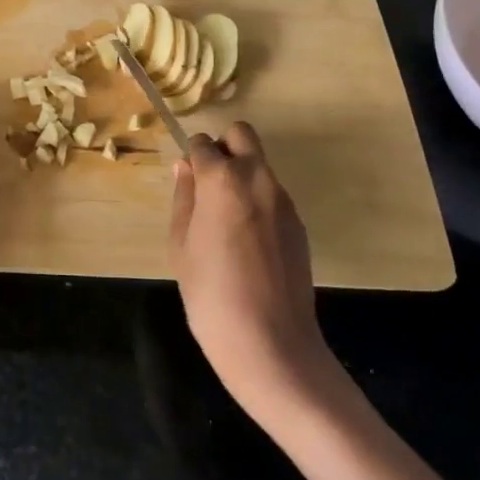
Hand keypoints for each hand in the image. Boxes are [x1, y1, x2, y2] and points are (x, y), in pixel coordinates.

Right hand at [169, 122, 334, 425]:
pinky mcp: (298, 224)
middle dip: (223, 149)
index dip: (191, 159)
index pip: (203, 144)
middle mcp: (257, 178)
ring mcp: (283, 201)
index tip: (186, 184)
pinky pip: (272, 195)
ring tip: (225, 223)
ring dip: (241, 176)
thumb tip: (185, 168)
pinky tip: (247, 244)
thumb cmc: (211, 295)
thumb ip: (184, 198)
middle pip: (241, 135)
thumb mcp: (181, 245)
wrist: (271, 344)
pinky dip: (257, 202)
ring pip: (259, 166)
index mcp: (222, 180)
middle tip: (208, 187)